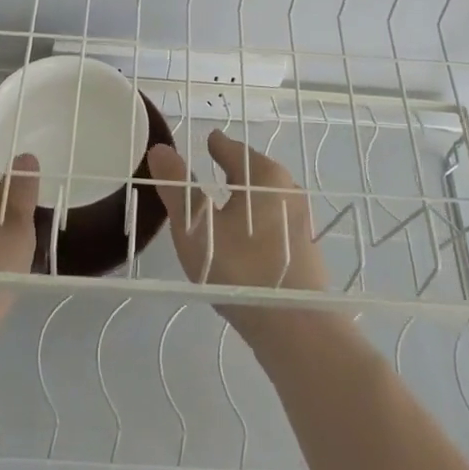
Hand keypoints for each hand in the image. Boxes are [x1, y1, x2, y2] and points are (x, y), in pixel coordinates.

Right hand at [145, 130, 329, 346]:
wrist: (297, 328)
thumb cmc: (242, 270)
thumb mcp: (197, 227)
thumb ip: (177, 187)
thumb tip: (160, 148)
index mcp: (265, 176)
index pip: (234, 149)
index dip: (217, 145)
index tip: (208, 141)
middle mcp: (289, 190)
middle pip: (256, 171)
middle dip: (235, 168)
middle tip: (215, 168)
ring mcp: (302, 221)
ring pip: (268, 198)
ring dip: (248, 197)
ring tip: (228, 204)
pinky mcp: (308, 251)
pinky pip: (276, 222)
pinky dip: (258, 221)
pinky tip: (248, 240)